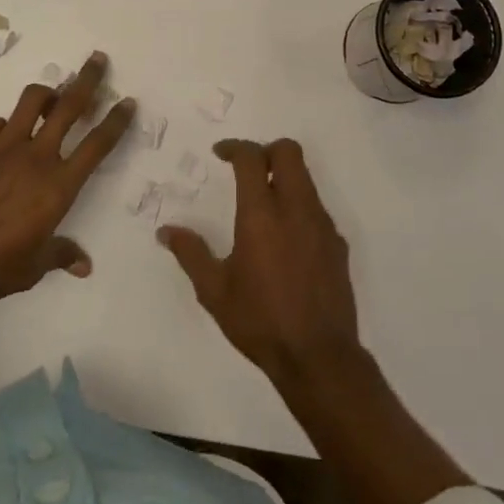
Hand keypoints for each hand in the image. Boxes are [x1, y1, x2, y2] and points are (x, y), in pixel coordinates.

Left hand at [0, 51, 134, 310]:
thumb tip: (83, 265)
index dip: (116, 121)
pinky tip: (7, 135)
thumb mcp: (33, 267)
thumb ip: (60, 255)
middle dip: (87, 79)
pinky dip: (8, 124)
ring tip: (52, 96)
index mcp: (58, 186)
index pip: (97, 145)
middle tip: (97, 59)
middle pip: (69, 106)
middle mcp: (36, 157)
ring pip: (31, 101)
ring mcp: (3, 148)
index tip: (127, 101)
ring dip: (46, 92)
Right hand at [159, 138, 363, 387]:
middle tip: (246, 169)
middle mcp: (296, 209)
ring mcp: (322, 225)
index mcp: (261, 215)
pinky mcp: (338, 244)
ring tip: (263, 205)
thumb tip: (166, 231)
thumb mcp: (214, 291)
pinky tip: (285, 239)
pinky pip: (316, 208)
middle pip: (288, 152)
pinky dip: (299, 207)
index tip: (221, 154)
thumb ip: (191, 254)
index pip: (252, 158)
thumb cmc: (260, 321)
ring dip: (284, 178)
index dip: (235, 147)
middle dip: (266, 150)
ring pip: (306, 178)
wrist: (319, 356)